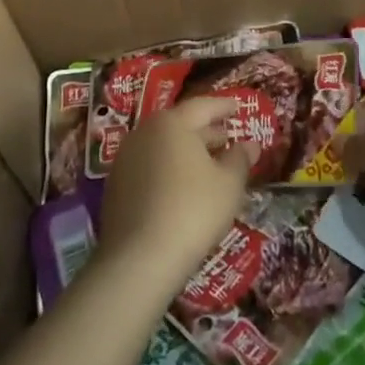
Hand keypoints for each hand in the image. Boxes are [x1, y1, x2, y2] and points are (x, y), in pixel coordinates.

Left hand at [99, 97, 254, 292]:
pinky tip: (181, 188)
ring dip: (185, 152)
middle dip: (204, 131)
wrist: (139, 258)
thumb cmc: (193, 210)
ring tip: (206, 165)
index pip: (202, 106)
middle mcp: (144, 133)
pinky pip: (148, 167)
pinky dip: (167, 170)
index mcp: (172, 123)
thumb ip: (240, 159)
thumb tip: (249, 145)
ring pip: (162, 147)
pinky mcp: (115, 187)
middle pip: (179, 125)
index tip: (237, 107)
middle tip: (225, 137)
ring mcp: (125, 160)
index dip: (223, 106)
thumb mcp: (229, 184)